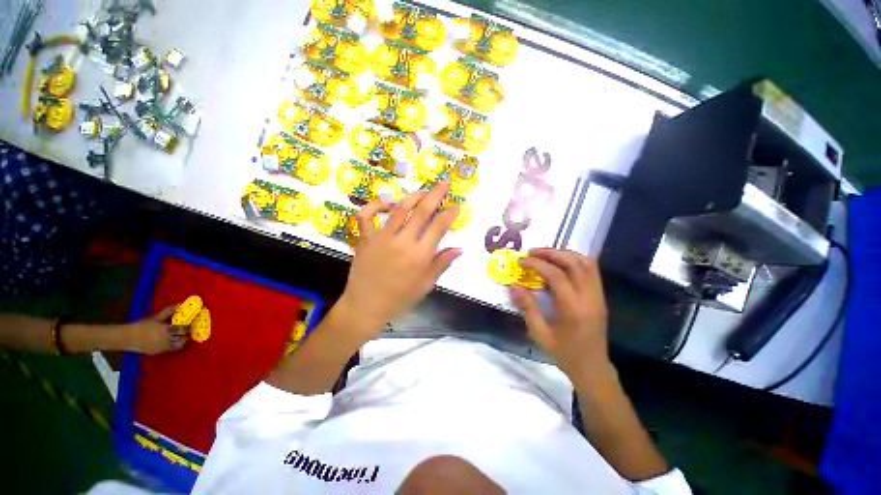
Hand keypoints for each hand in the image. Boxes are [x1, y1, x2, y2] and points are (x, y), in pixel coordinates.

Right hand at [122, 306, 187, 354]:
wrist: (129, 337)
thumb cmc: (143, 325)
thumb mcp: (156, 317)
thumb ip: (168, 311)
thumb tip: (179, 305)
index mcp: (166, 329)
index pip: (182, 329)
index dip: (187, 327)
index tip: (189, 324)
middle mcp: (166, 338)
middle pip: (182, 337)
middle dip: (186, 334)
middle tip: (188, 331)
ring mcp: (163, 346)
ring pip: (179, 344)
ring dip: (183, 340)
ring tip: (183, 336)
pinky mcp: (159, 351)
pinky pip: (172, 349)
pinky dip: (176, 346)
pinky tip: (176, 341)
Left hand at [339, 181, 461, 334]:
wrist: (365, 307)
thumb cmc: (399, 299)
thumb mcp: (425, 285)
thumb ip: (441, 263)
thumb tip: (459, 248)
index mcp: (420, 255)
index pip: (439, 227)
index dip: (449, 214)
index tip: (456, 207)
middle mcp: (402, 242)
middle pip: (422, 211)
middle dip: (436, 194)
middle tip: (445, 183)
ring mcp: (382, 237)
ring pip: (399, 208)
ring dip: (413, 196)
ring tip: (424, 191)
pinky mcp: (365, 238)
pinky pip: (366, 216)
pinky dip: (374, 205)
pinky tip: (386, 204)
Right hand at [510, 249, 609, 374]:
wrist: (592, 368)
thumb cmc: (564, 353)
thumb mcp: (540, 334)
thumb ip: (527, 307)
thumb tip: (514, 285)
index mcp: (573, 309)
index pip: (556, 275)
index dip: (537, 264)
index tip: (521, 261)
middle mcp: (589, 298)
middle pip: (573, 263)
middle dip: (551, 253)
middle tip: (532, 252)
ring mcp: (598, 296)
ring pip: (586, 263)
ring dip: (564, 254)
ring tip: (545, 254)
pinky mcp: (600, 296)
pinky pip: (591, 270)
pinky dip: (575, 260)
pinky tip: (561, 262)